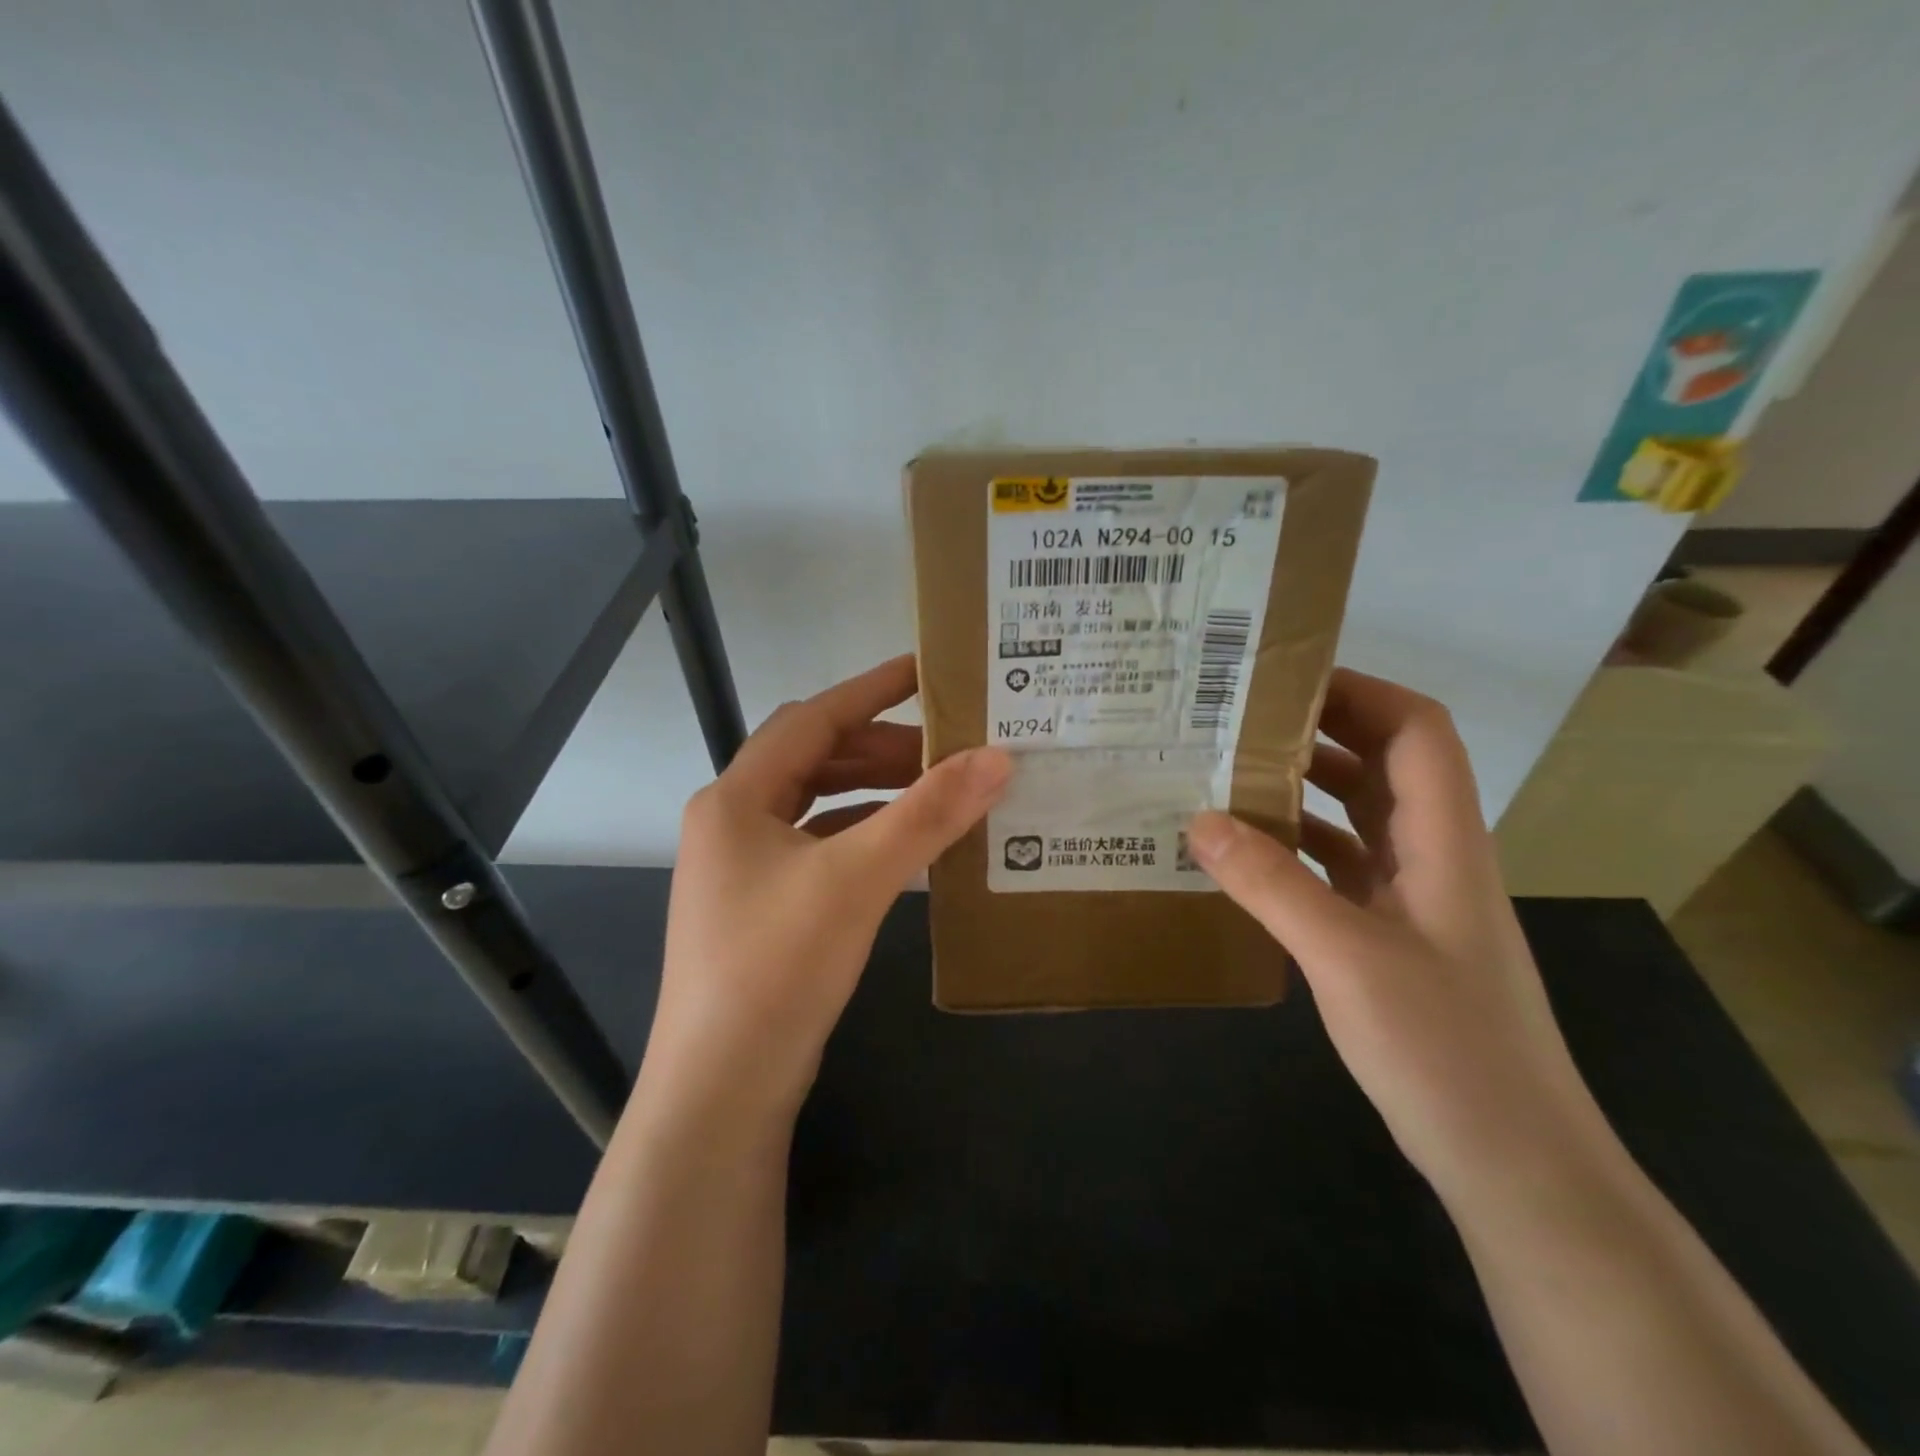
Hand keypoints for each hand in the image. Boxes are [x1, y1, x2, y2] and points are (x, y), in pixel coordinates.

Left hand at [647, 656, 1011, 1119]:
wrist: (722, 1089)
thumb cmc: (778, 967)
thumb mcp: (858, 879)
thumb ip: (928, 814)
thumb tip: (998, 757)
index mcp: (737, 798)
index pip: (813, 719)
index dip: (870, 690)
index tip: (926, 670)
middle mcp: (733, 822)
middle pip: (814, 759)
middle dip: (881, 747)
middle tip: (949, 746)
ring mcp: (744, 868)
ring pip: (818, 805)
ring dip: (874, 791)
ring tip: (937, 788)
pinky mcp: (763, 906)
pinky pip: (820, 847)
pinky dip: (863, 834)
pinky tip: (905, 844)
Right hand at [1187, 669, 1614, 1210]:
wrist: (1512, 1161)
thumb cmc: (1445, 1049)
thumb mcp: (1347, 958)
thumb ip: (1271, 884)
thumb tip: (1198, 818)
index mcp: (1443, 841)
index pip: (1417, 731)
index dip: (1361, 692)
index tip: (1284, 681)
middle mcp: (1433, 855)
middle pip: (1383, 763)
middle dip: (1317, 730)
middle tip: (1235, 721)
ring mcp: (1413, 898)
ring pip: (1358, 814)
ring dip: (1301, 788)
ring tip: (1226, 775)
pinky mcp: (1391, 934)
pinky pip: (1340, 865)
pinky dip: (1296, 846)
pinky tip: (1244, 855)